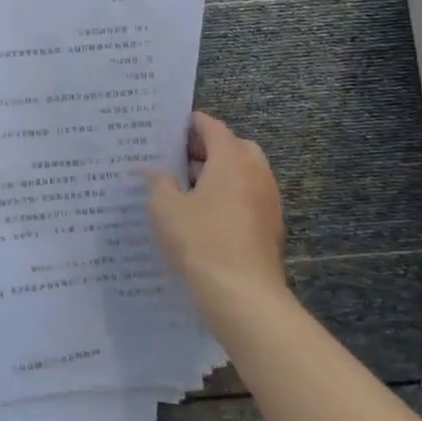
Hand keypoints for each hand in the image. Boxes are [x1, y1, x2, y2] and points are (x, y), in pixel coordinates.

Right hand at [147, 112, 286, 320]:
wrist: (243, 297)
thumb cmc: (200, 241)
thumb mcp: (165, 208)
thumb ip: (157, 182)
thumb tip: (151, 170)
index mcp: (231, 159)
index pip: (213, 127)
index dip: (191, 123)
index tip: (169, 127)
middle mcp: (255, 173)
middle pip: (234, 146)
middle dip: (208, 148)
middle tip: (179, 158)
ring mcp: (268, 201)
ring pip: (244, 174)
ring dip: (219, 174)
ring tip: (186, 188)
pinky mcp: (270, 228)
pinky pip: (248, 198)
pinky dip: (229, 196)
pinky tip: (203, 216)